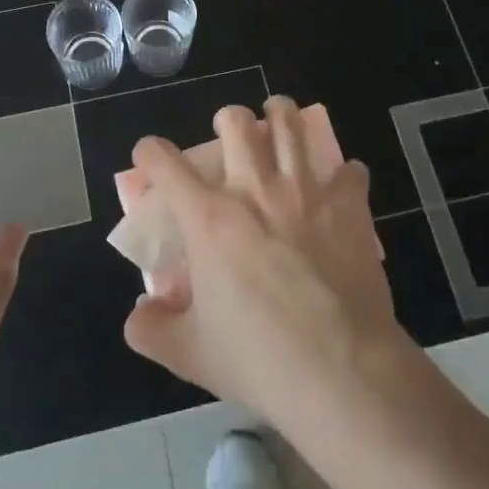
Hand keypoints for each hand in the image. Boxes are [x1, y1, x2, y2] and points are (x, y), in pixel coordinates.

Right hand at [122, 95, 409, 425]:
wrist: (340, 371)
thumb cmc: (258, 359)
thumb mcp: (189, 353)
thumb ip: (151, 329)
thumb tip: (138, 314)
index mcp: (209, 219)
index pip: (165, 163)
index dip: (150, 152)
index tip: (149, 155)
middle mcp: (255, 190)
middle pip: (236, 122)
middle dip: (228, 119)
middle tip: (231, 134)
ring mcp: (306, 192)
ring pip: (292, 125)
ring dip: (282, 117)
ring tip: (280, 120)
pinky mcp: (349, 206)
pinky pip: (350, 170)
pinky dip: (343, 173)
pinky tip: (340, 185)